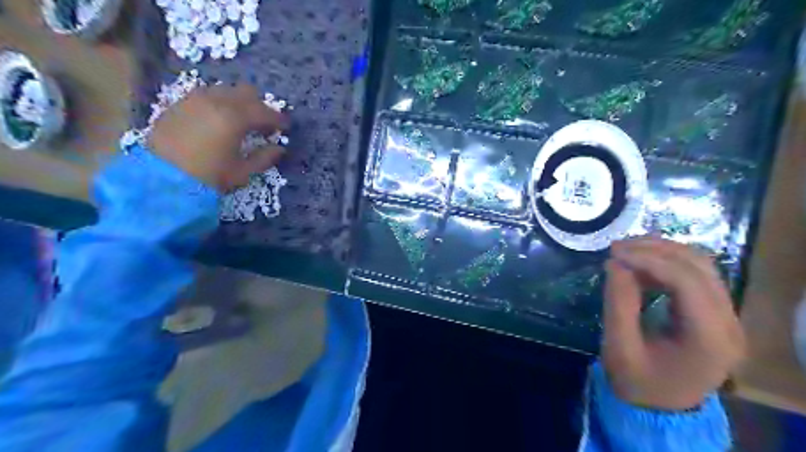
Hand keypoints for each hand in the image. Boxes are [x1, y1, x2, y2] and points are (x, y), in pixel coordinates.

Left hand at [150, 82, 289, 190]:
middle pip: (247, 93)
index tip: (286, 127)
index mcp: (234, 119)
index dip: (278, 119)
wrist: (160, 179)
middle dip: (260, 106)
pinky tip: (219, 118)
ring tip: (241, 120)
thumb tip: (279, 148)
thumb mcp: (242, 172)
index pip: (265, 112)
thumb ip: (264, 158)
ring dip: (239, 102)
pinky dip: (219, 102)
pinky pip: (207, 94)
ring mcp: (195, 99)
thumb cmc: (208, 177)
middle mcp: (216, 102)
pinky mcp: (180, 103)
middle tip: (264, 124)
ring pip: (226, 90)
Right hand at [601, 238, 745, 410]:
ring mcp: (727, 316)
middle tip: (617, 246)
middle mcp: (728, 323)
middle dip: (655, 249)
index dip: (649, 260)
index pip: (687, 282)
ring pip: (700, 265)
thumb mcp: (619, 348)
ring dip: (661, 251)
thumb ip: (618, 304)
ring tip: (626, 250)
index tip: (614, 254)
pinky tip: (639, 264)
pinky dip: (665, 263)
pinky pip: (694, 275)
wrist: (662, 407)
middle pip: (699, 267)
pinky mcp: (715, 312)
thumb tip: (615, 263)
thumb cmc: (638, 383)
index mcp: (709, 339)